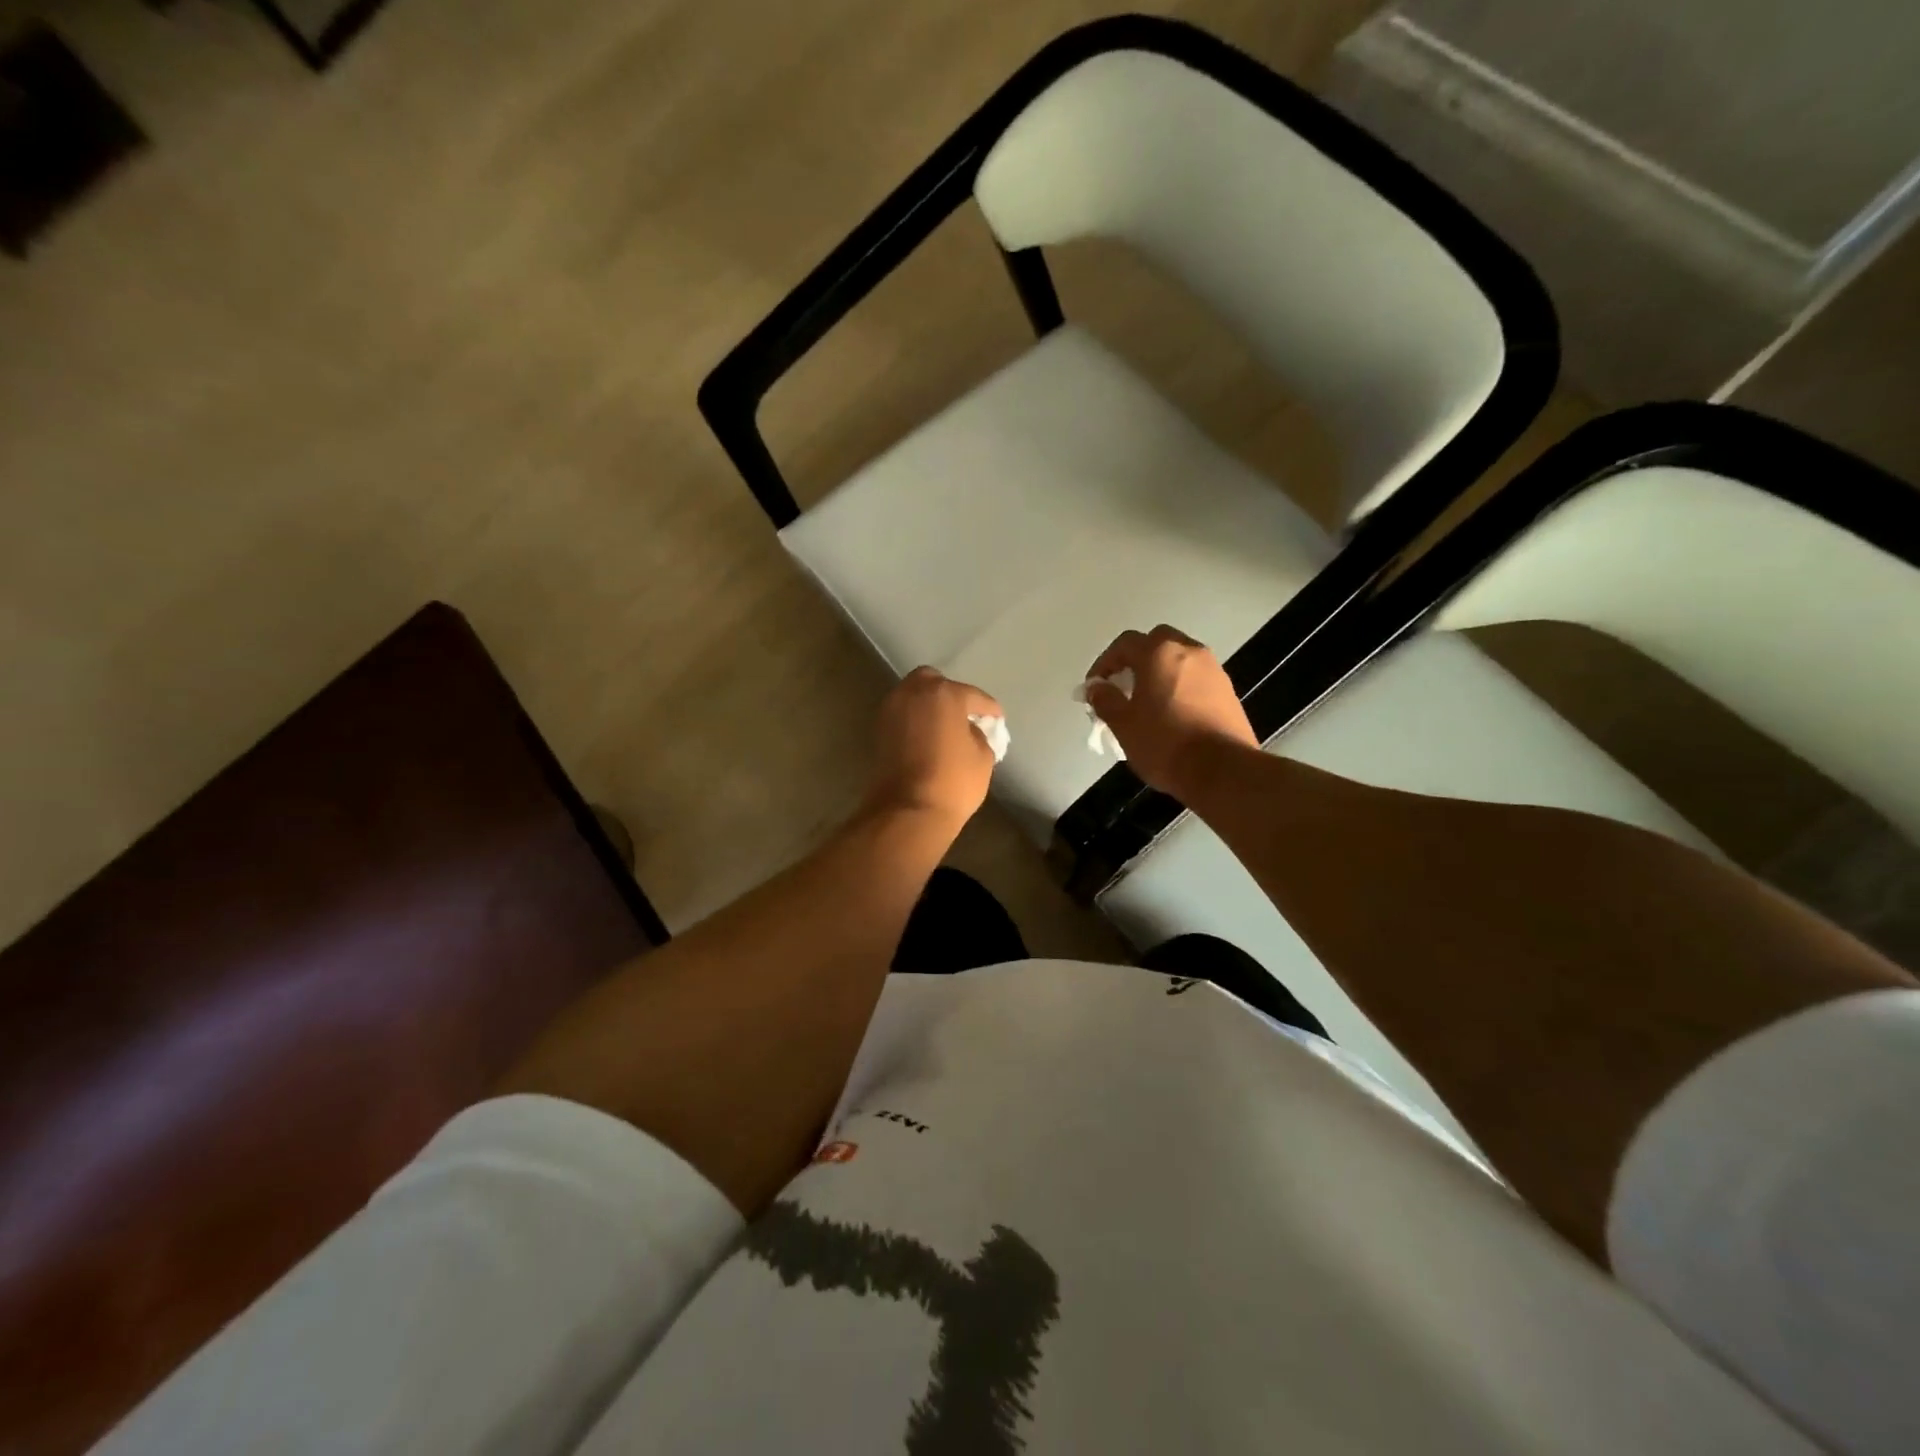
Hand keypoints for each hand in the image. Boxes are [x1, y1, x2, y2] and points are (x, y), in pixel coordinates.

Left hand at [863, 667, 1002, 829]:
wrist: (908, 812)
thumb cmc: (953, 782)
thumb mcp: (982, 757)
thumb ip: (979, 735)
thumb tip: (969, 730)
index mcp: (944, 694)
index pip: (974, 696)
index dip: (989, 709)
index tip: (997, 719)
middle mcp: (913, 693)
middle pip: (933, 682)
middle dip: (949, 693)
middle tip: (964, 714)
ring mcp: (891, 711)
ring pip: (912, 696)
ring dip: (928, 705)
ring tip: (944, 726)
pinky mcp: (878, 732)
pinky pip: (902, 716)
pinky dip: (914, 720)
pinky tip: (927, 736)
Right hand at [1085, 625, 1256, 800]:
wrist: (1223, 771)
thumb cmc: (1165, 744)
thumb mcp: (1123, 725)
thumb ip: (1105, 700)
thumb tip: (1096, 687)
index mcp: (1159, 654)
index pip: (1125, 644)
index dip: (1104, 663)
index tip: (1095, 688)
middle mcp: (1189, 651)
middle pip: (1157, 642)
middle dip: (1136, 659)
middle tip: (1124, 686)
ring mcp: (1214, 669)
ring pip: (1180, 659)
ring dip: (1160, 672)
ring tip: (1148, 702)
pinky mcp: (1228, 691)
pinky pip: (1196, 678)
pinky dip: (1180, 686)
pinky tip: (1173, 714)